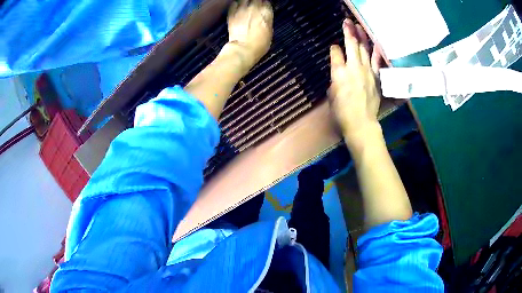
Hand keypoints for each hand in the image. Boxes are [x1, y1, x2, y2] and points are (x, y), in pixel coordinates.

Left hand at [226, 0, 272, 69]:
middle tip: (255, 7)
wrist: (243, 49)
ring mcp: (242, 10)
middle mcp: (254, 8)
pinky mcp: (232, 14)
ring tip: (245, 6)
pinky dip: (235, 4)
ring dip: (246, 2)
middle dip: (256, 2)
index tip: (263, 8)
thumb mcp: (269, 33)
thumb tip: (265, 19)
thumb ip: (267, 21)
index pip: (267, 2)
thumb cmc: (258, 45)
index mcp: (266, 12)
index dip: (265, 6)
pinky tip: (237, 8)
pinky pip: (233, 4)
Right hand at [329, 19, 383, 145]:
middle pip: (351, 45)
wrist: (361, 122)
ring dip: (361, 36)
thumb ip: (335, 78)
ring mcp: (366, 70)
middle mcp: (353, 67)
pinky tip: (375, 43)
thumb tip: (339, 71)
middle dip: (348, 31)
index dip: (334, 48)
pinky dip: (376, 51)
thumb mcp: (331, 94)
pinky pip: (376, 60)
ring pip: (364, 49)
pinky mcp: (375, 76)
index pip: (336, 52)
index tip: (334, 47)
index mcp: (338, 72)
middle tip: (346, 21)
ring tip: (358, 26)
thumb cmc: (342, 111)